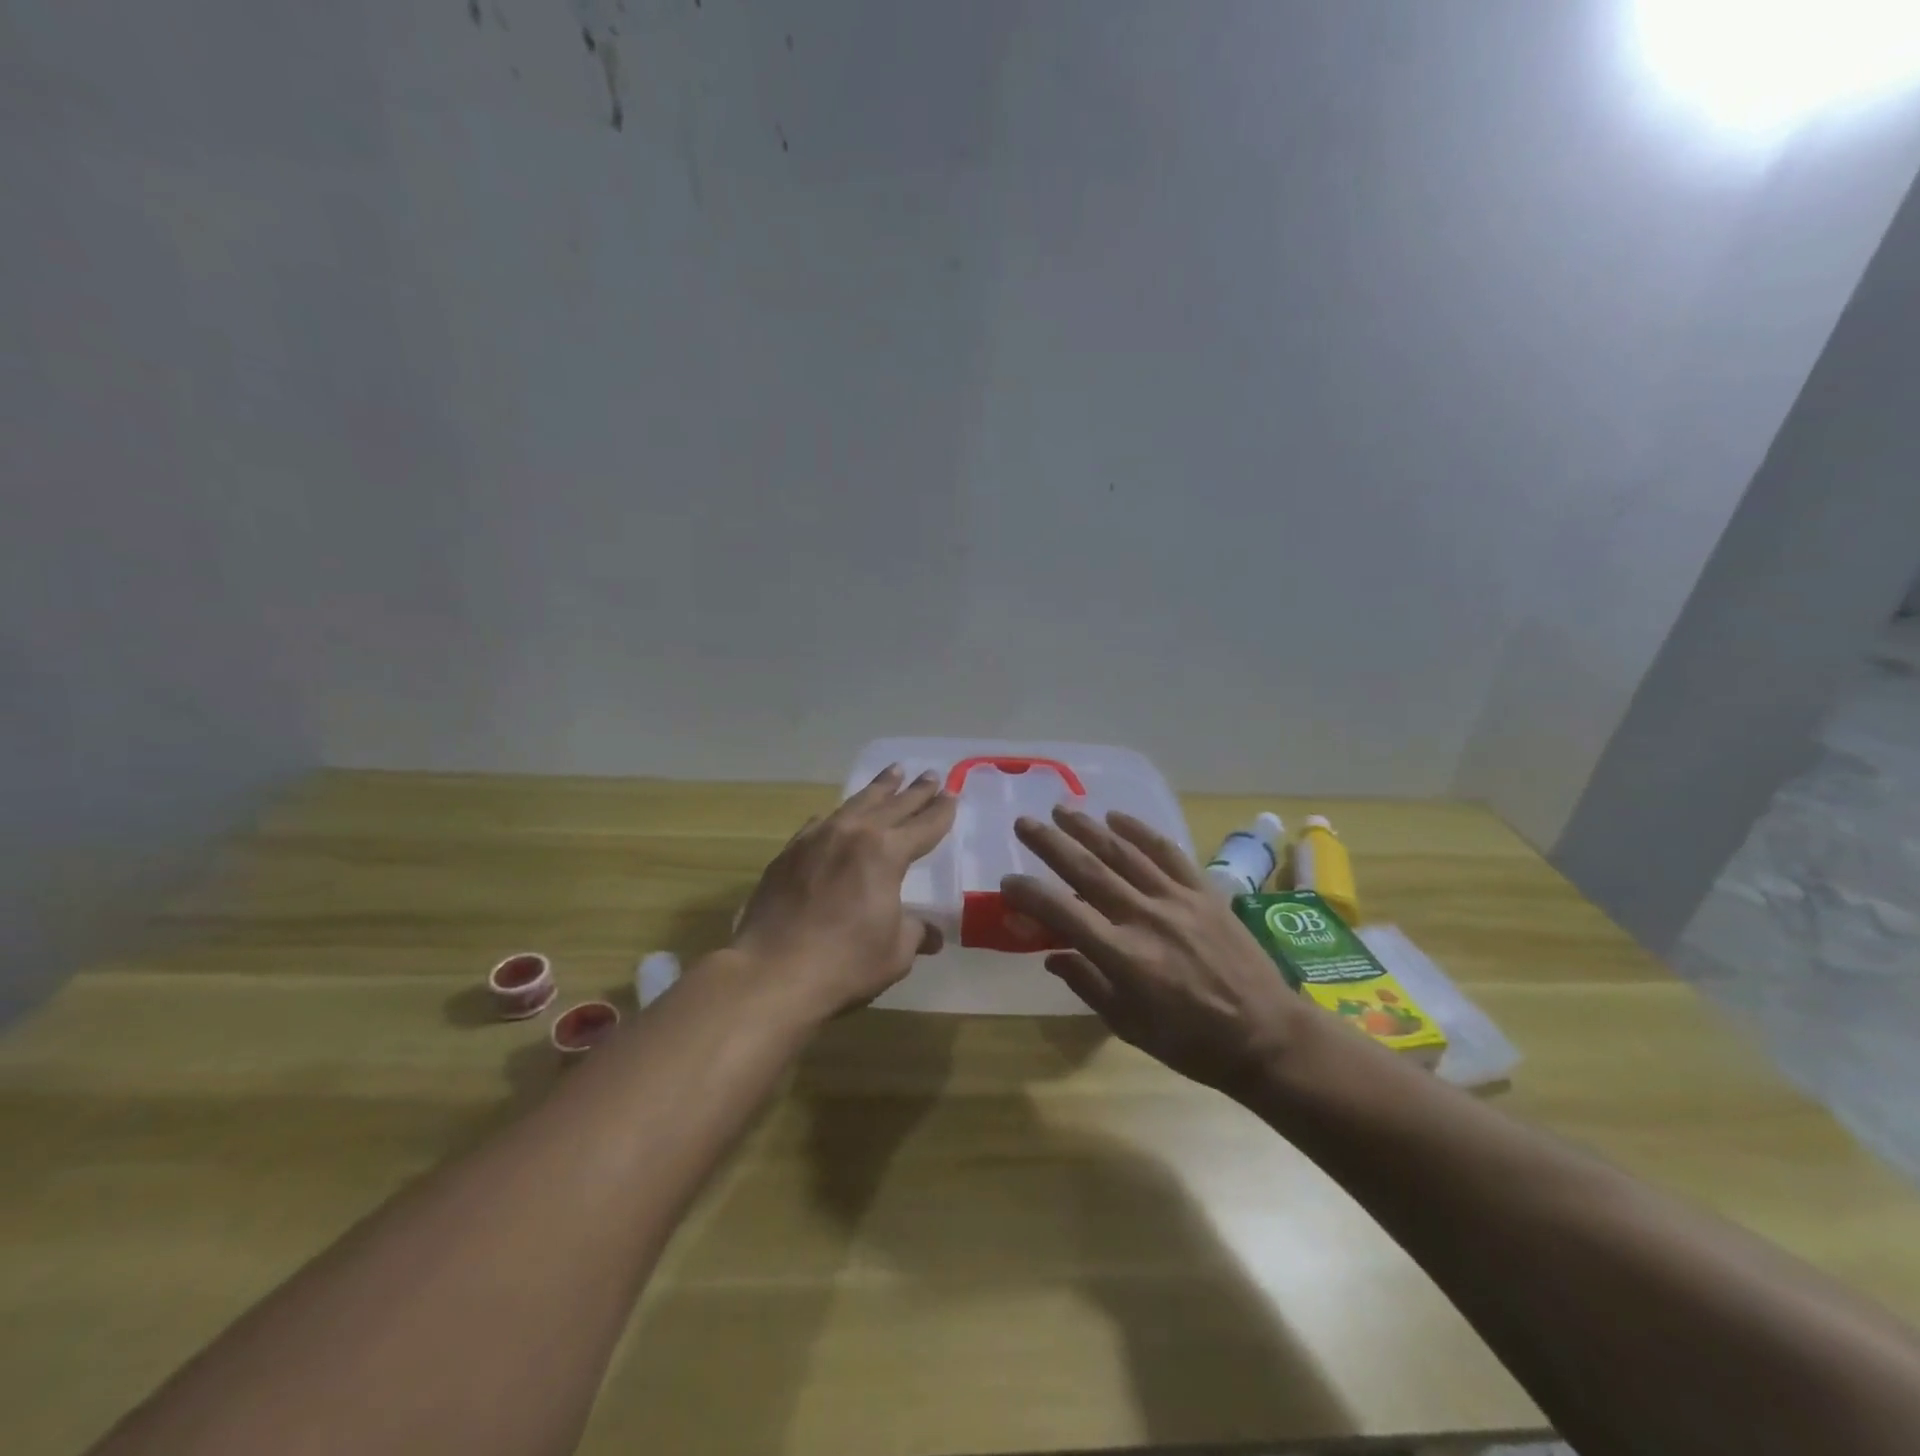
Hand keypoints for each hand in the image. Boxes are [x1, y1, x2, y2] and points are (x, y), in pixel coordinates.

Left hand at [730, 765, 956, 1021]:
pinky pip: (821, 822)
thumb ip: (915, 933)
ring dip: (878, 789)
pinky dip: (838, 814)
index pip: (924, 825)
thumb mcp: (895, 952)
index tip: (952, 796)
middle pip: (892, 805)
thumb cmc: (845, 963)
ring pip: (855, 804)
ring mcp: (817, 839)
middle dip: (915, 791)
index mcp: (887, 853)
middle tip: (930, 774)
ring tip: (893, 772)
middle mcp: (853, 834)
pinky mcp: (789, 852)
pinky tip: (839, 813)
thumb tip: (931, 934)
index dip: (941, 812)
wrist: (773, 972)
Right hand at [1000, 805, 1309, 1094]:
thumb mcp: (1130, 1026)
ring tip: (1062, 810)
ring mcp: (1177, 899)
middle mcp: (1145, 917)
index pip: (1063, 913)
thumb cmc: (1192, 1042)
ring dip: (1089, 828)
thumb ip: (1088, 984)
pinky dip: (1141, 831)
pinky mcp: (1205, 892)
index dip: (1030, 895)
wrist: (1267, 1036)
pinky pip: (1168, 853)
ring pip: (1124, 853)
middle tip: (1024, 823)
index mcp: (1123, 956)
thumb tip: (1052, 954)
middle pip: (1088, 871)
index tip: (1008, 883)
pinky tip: (1118, 817)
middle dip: (1051, 844)